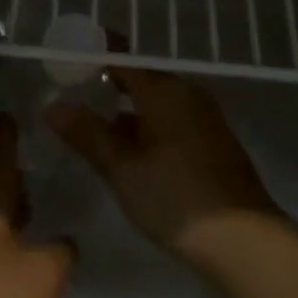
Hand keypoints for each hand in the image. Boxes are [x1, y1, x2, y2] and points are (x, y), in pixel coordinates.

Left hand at [0, 116, 73, 297]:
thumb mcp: (45, 269)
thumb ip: (60, 250)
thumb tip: (64, 244)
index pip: (0, 163)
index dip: (5, 139)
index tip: (6, 115)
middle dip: (13, 178)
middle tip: (33, 160)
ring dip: (15, 215)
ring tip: (40, 204)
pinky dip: (16, 248)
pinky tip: (34, 260)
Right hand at [47, 66, 279, 263]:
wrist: (244, 241)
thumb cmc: (175, 197)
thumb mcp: (121, 167)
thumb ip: (86, 132)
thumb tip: (53, 105)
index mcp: (164, 90)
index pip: (122, 58)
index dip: (93, 55)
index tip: (65, 58)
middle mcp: (186, 94)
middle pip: (140, 78)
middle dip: (106, 83)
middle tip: (70, 92)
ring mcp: (203, 118)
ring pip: (155, 103)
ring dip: (125, 109)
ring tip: (90, 122)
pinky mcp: (212, 143)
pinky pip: (170, 121)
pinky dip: (145, 126)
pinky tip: (126, 149)